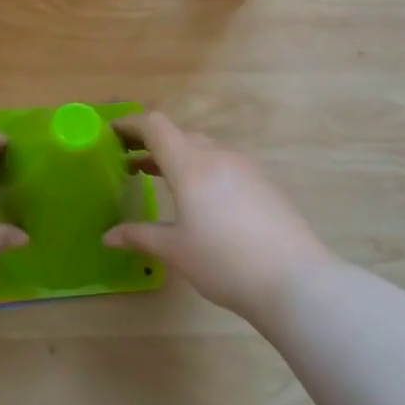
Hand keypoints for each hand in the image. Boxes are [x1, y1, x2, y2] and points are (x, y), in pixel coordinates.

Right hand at [104, 112, 335, 324]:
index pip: (155, 126)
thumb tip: (108, 236)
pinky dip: (202, 169)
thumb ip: (140, 236)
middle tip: (129, 160)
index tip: (111, 132)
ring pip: (204, 149)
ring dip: (178, 157)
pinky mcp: (264, 183)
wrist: (295, 280)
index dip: (130, 123)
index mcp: (191, 165)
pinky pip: (224, 164)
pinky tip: (200, 199)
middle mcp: (218, 156)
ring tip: (159, 178)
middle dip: (152, 143)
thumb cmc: (225, 262)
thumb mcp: (176, 250)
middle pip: (180, 135)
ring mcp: (246, 167)